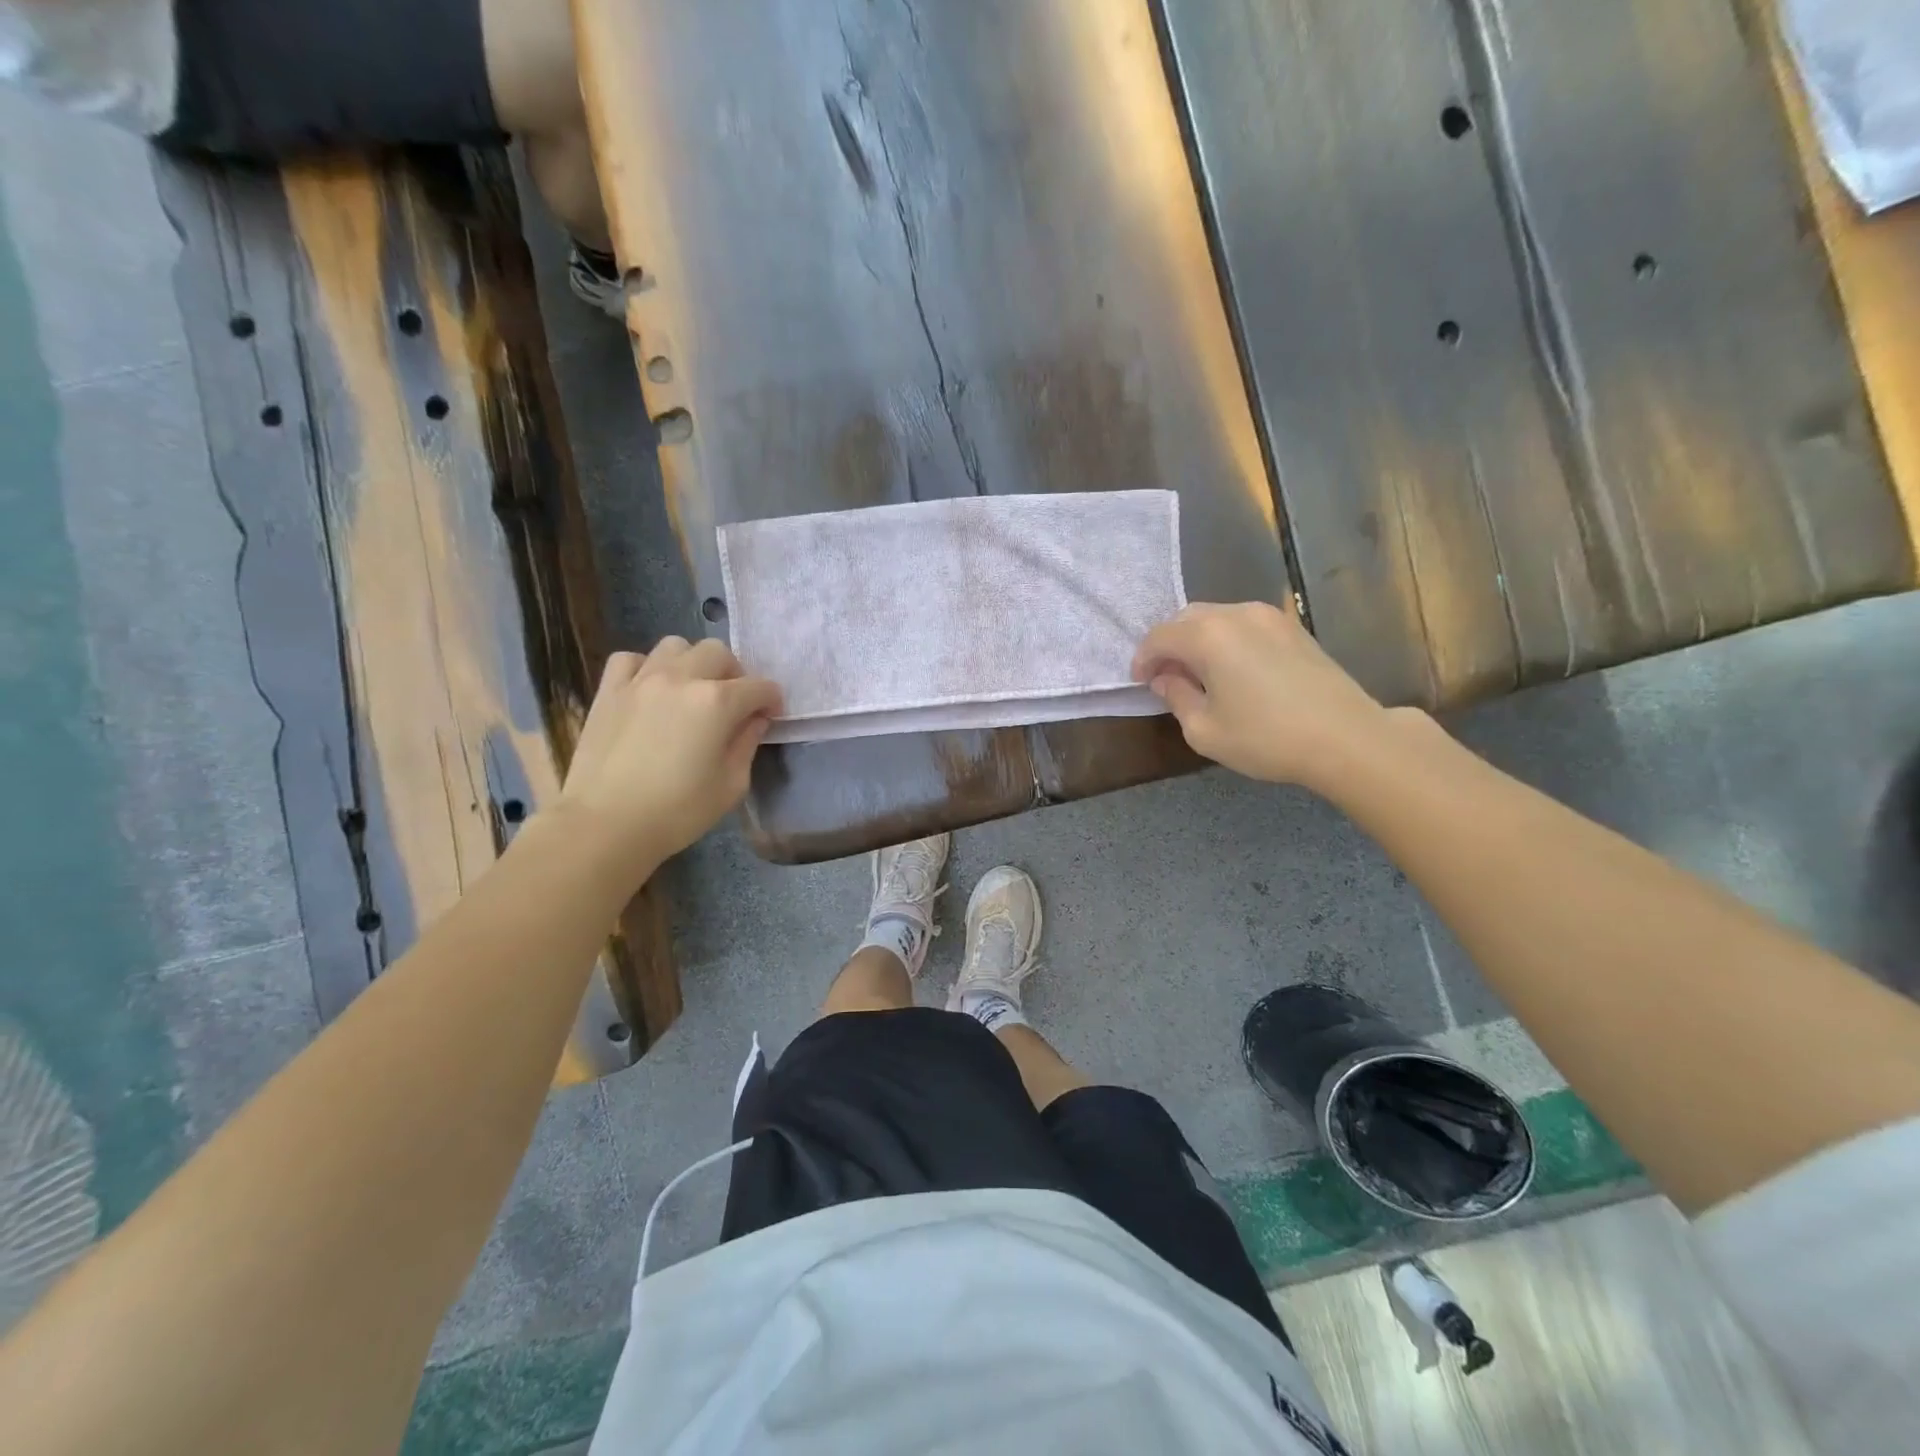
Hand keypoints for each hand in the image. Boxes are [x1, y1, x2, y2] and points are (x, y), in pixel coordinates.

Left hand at [558, 638, 782, 868]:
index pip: (760, 687)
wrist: (605, 824)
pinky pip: (631, 659)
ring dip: (692, 663)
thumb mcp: (731, 785)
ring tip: (691, 691)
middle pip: (719, 653)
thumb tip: (754, 721)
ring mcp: (641, 680)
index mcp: (717, 702)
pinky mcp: (609, 691)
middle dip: (735, 674)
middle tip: (733, 704)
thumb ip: (747, 744)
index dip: (772, 701)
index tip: (770, 718)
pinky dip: (646, 668)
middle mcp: (681, 679)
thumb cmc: (678, 811)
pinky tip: (650, 690)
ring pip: (676, 646)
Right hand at [1132, 601, 1392, 788]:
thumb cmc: (1266, 737)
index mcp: (1208, 635)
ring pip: (1217, 617)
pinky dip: (1226, 640)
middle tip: (1165, 677)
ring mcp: (1269, 617)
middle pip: (1186, 618)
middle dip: (1169, 645)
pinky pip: (1244, 624)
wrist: (1346, 738)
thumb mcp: (1204, 730)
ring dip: (1198, 640)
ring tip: (1198, 674)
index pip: (1159, 637)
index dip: (1143, 659)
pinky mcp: (1293, 628)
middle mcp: (1236, 614)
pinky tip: (1232, 670)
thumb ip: (1176, 698)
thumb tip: (1166, 679)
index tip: (1139, 682)